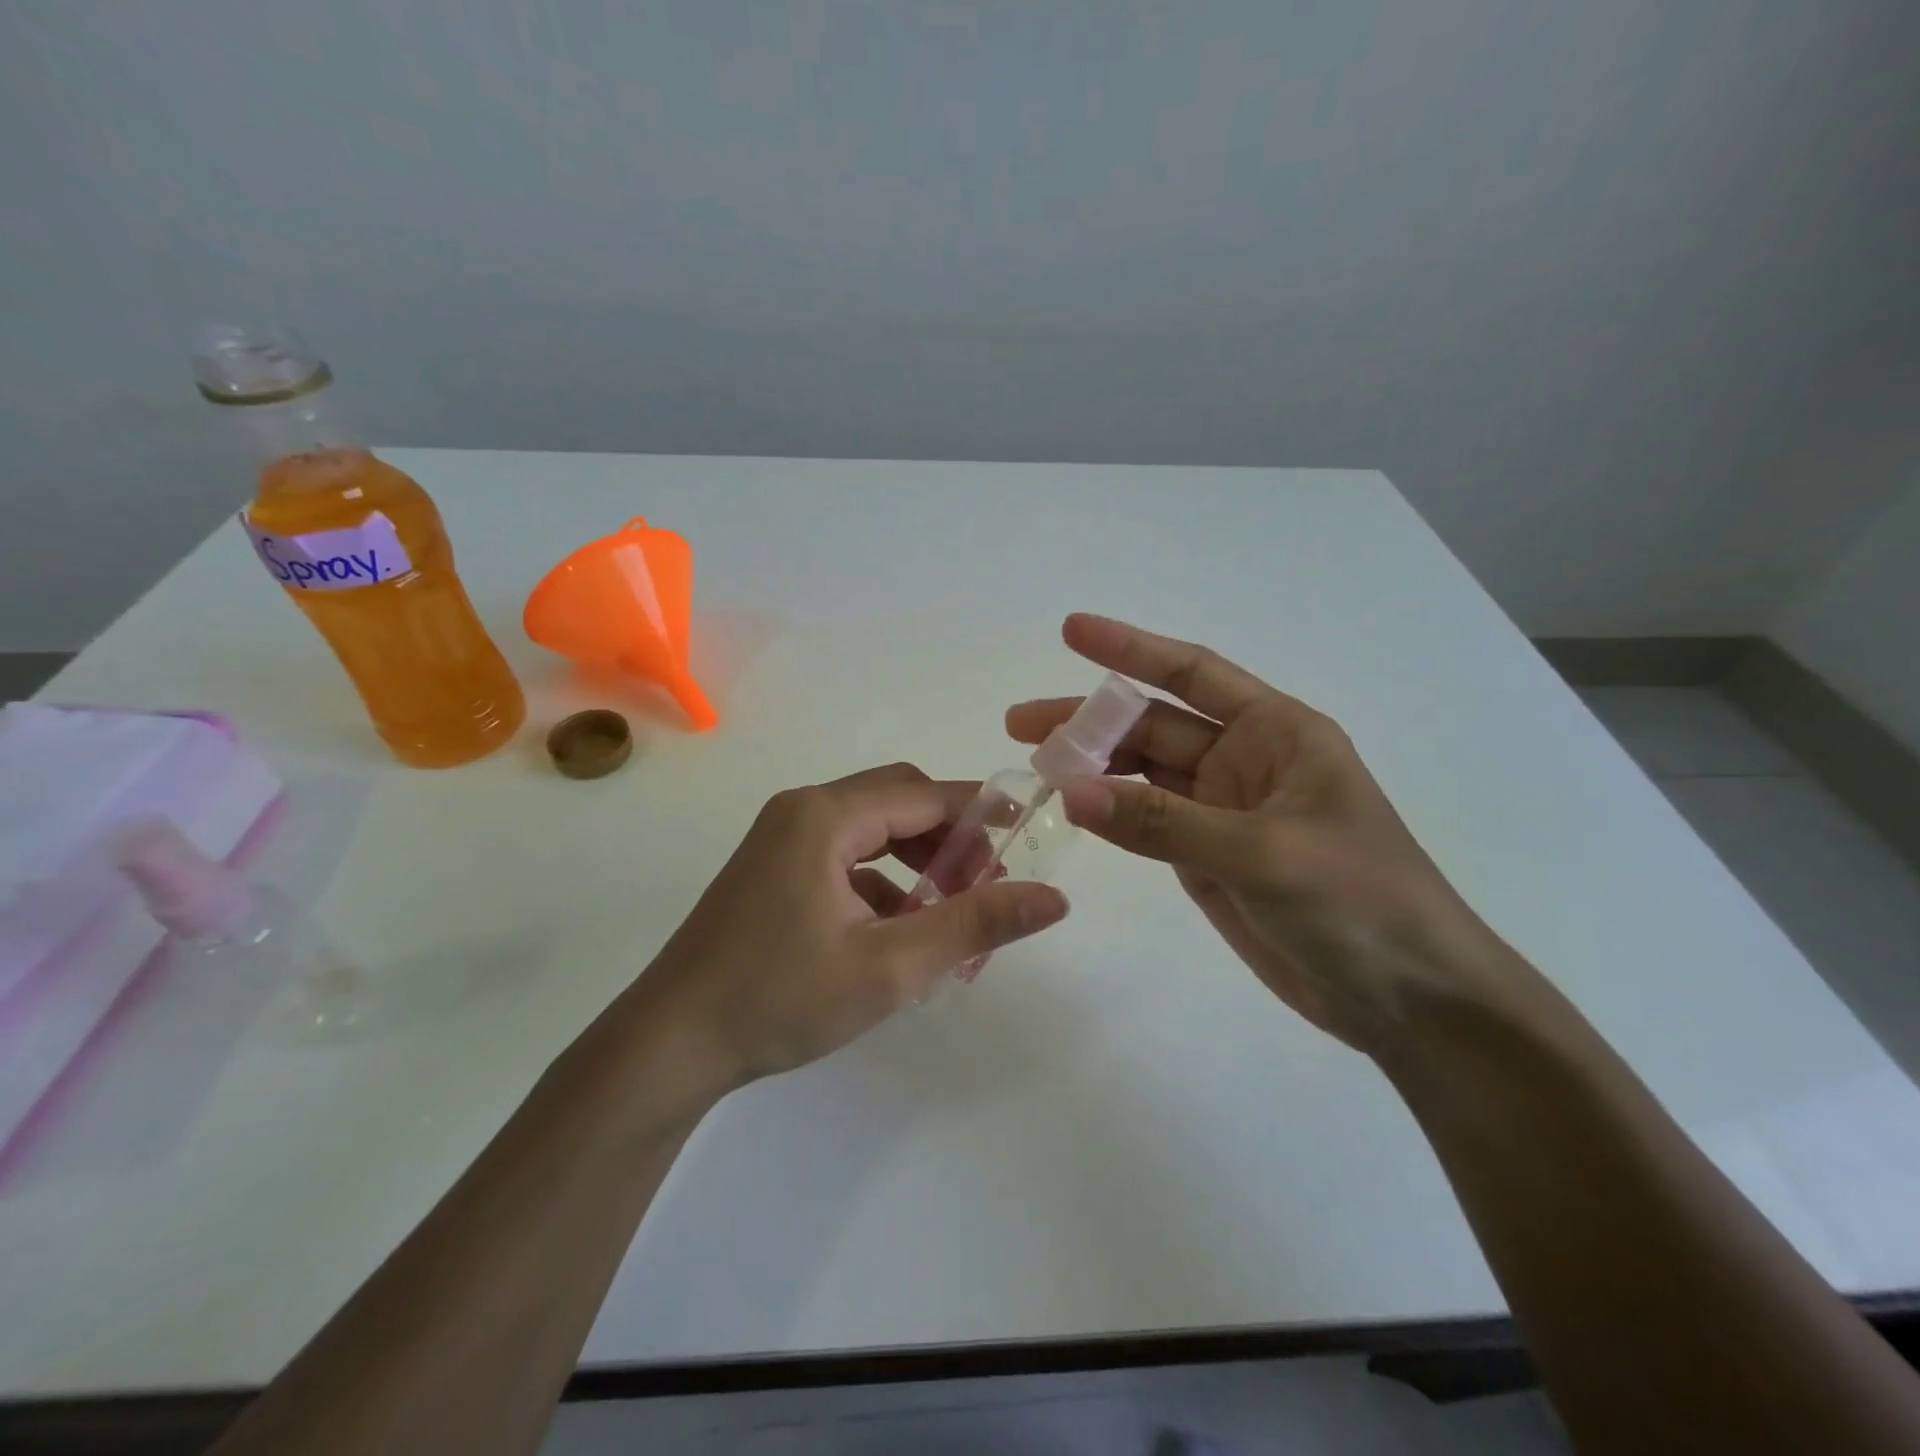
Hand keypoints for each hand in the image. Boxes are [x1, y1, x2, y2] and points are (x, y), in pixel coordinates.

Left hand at [630, 763, 1069, 1088]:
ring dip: (916, 861)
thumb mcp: (890, 967)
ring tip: (947, 913)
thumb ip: (974, 924)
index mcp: (825, 816)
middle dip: (949, 839)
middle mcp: (802, 810)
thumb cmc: (780, 1000)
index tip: (1027, 841)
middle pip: (898, 802)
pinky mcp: (773, 868)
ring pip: (872, 829)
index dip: (981, 813)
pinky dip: (882, 879)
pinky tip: (897, 929)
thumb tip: (1054, 898)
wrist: (670, 1044)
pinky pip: (844, 854)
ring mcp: (782, 838)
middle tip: (985, 888)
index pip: (924, 794)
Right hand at [1008, 615, 1525, 1056]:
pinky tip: (1070, 808)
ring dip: (1092, 767)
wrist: (1408, 999)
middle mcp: (1245, 761)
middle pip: (1152, 726)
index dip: (1130, 649)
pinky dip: (1108, 813)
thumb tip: (1071, 790)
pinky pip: (1146, 822)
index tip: (1070, 631)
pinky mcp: (1207, 856)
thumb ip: (1162, 822)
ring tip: (1033, 767)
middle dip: (1089, 721)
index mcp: (1276, 732)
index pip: (1191, 674)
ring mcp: (1222, 811)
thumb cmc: (1360, 903)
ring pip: (1142, 775)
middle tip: (1019, 725)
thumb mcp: (1263, 853)